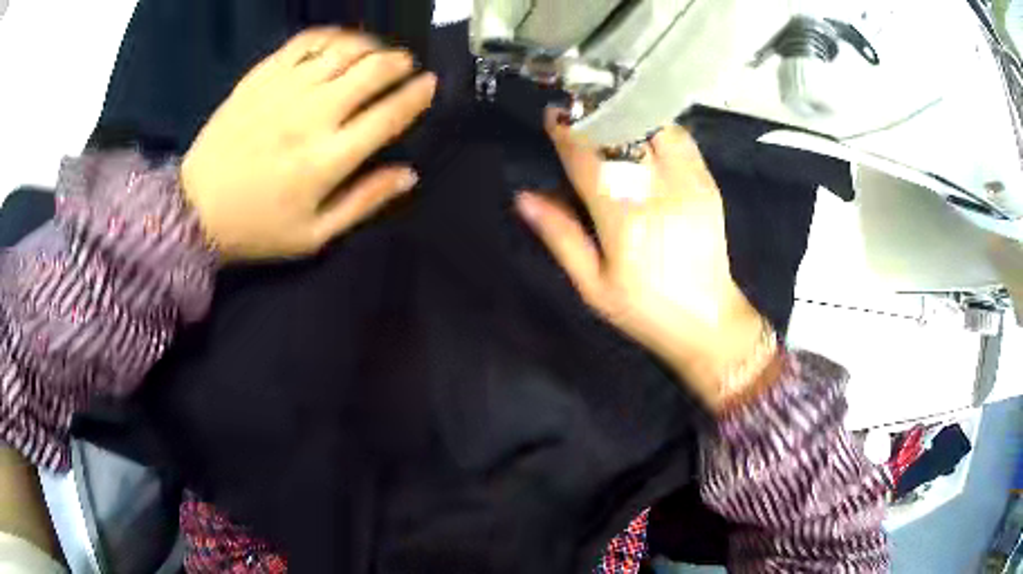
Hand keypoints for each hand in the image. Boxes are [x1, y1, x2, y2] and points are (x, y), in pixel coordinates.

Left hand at [181, 28, 436, 260]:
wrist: (194, 211)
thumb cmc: (256, 228)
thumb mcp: (314, 236)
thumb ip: (364, 202)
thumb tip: (408, 174)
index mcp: (328, 159)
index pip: (389, 114)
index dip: (417, 95)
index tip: (429, 84)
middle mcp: (312, 115)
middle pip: (372, 71)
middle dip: (398, 63)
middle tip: (404, 66)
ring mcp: (284, 90)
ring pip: (343, 50)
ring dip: (370, 46)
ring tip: (375, 53)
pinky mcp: (260, 78)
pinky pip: (305, 42)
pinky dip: (330, 37)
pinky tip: (337, 44)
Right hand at [517, 112, 767, 410]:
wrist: (710, 321)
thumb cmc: (645, 310)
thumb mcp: (593, 286)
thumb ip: (561, 236)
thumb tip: (524, 197)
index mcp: (625, 221)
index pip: (590, 158)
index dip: (568, 131)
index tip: (552, 114)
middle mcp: (660, 192)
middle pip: (624, 133)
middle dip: (596, 113)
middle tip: (577, 105)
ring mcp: (689, 183)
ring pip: (654, 127)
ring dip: (628, 114)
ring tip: (607, 112)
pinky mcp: (707, 182)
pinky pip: (679, 139)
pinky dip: (655, 127)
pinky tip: (640, 131)